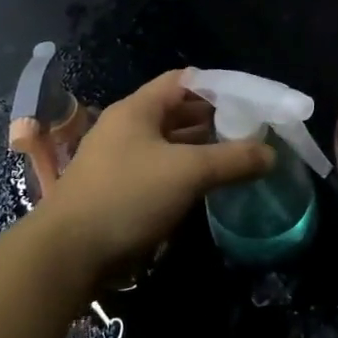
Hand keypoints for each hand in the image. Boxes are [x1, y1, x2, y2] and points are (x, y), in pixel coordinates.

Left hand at [33, 70, 274, 282]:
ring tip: (237, 157)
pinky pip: (158, 170)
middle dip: (214, 119)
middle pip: (177, 112)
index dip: (217, 86)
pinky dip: (184, 172)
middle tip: (250, 131)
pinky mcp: (117, 190)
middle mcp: (126, 128)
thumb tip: (271, 154)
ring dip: (200, 148)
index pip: (183, 81)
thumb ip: (233, 159)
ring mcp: (118, 160)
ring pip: (168, 143)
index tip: (249, 102)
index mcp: (137, 109)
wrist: (66, 256)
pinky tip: (207, 186)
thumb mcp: (189, 173)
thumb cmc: (127, 197)